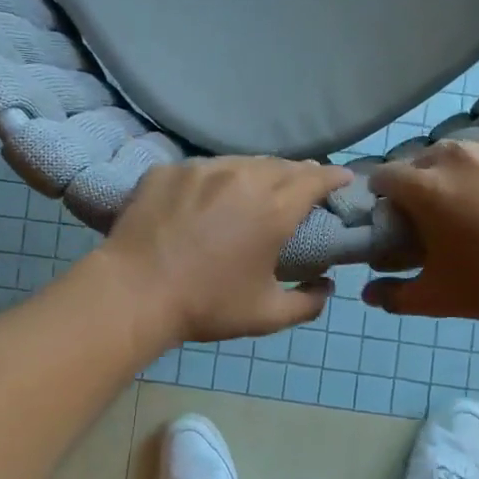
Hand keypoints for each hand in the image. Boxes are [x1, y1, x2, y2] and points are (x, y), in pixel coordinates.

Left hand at [92, 157, 351, 347]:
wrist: (134, 293)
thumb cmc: (207, 306)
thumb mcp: (266, 316)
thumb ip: (307, 302)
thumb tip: (326, 287)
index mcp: (273, 209)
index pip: (315, 179)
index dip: (334, 177)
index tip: (344, 179)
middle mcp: (242, 178)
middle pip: (280, 165)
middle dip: (298, 174)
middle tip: (302, 187)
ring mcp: (200, 169)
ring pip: (240, 162)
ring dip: (256, 173)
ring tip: (255, 188)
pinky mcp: (166, 170)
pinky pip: (200, 169)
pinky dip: (213, 180)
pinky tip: (206, 197)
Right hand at [363, 129, 478, 322]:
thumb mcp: (439, 298)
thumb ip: (395, 295)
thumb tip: (366, 294)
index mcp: (426, 186)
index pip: (386, 176)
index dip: (387, 195)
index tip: (400, 215)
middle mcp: (458, 153)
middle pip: (428, 160)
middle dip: (429, 182)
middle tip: (449, 213)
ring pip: (473, 149)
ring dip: (472, 169)